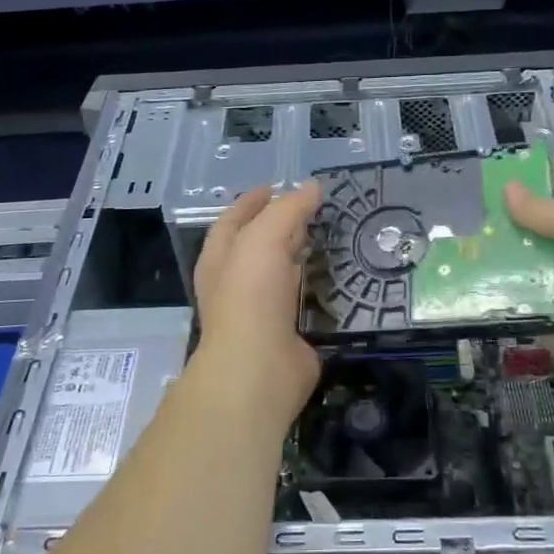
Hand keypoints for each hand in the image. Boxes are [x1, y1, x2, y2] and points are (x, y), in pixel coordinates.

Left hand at [189, 181, 322, 431]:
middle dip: (276, 226)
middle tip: (308, 209)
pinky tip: (334, 275)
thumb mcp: (264, 238)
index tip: (275, 186)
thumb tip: (312, 187)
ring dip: (295, 255)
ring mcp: (259, 311)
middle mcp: (234, 283)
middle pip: (255, 246)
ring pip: (278, 273)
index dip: (251, 201)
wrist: (259, 368)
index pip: (232, 220)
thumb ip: (288, 210)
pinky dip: (313, 285)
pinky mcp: (285, 333)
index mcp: (219, 259)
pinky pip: (299, 301)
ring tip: (323, 236)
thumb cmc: (250, 296)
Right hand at [504, 176, 553, 411]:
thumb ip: (548, 208)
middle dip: (533, 224)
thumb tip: (509, 190)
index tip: (521, 178)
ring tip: (478, 242)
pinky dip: (515, 299)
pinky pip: (539, 307)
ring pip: (551, 271)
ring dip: (519, 260)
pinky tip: (483, 282)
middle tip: (489, 211)